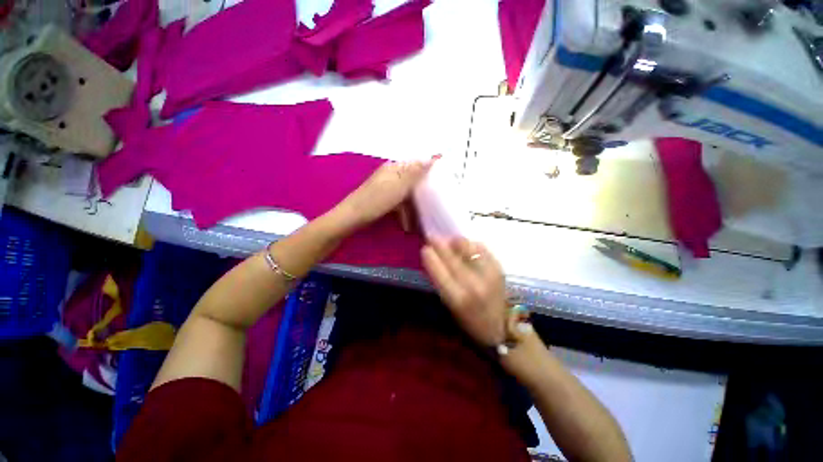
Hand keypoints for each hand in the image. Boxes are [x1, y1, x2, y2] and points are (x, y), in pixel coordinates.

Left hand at [337, 157, 436, 228]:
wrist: (352, 217)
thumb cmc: (376, 201)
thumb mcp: (398, 186)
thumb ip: (415, 172)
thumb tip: (432, 156)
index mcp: (395, 168)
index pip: (417, 164)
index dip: (430, 170)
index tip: (445, 179)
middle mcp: (392, 174)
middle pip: (413, 180)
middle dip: (423, 192)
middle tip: (435, 202)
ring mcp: (387, 187)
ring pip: (407, 194)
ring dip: (413, 206)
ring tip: (419, 220)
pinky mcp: (384, 198)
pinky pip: (400, 203)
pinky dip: (405, 212)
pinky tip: (407, 224)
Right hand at [421, 238, 508, 347]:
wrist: (501, 326)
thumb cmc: (469, 319)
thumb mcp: (450, 305)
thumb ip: (441, 280)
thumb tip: (433, 257)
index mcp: (457, 298)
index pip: (439, 271)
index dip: (430, 257)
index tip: (425, 248)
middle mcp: (472, 284)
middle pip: (451, 257)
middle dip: (439, 244)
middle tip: (432, 237)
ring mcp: (488, 274)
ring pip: (467, 248)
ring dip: (455, 242)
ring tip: (450, 241)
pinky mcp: (498, 267)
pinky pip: (481, 248)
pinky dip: (471, 244)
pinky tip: (466, 246)